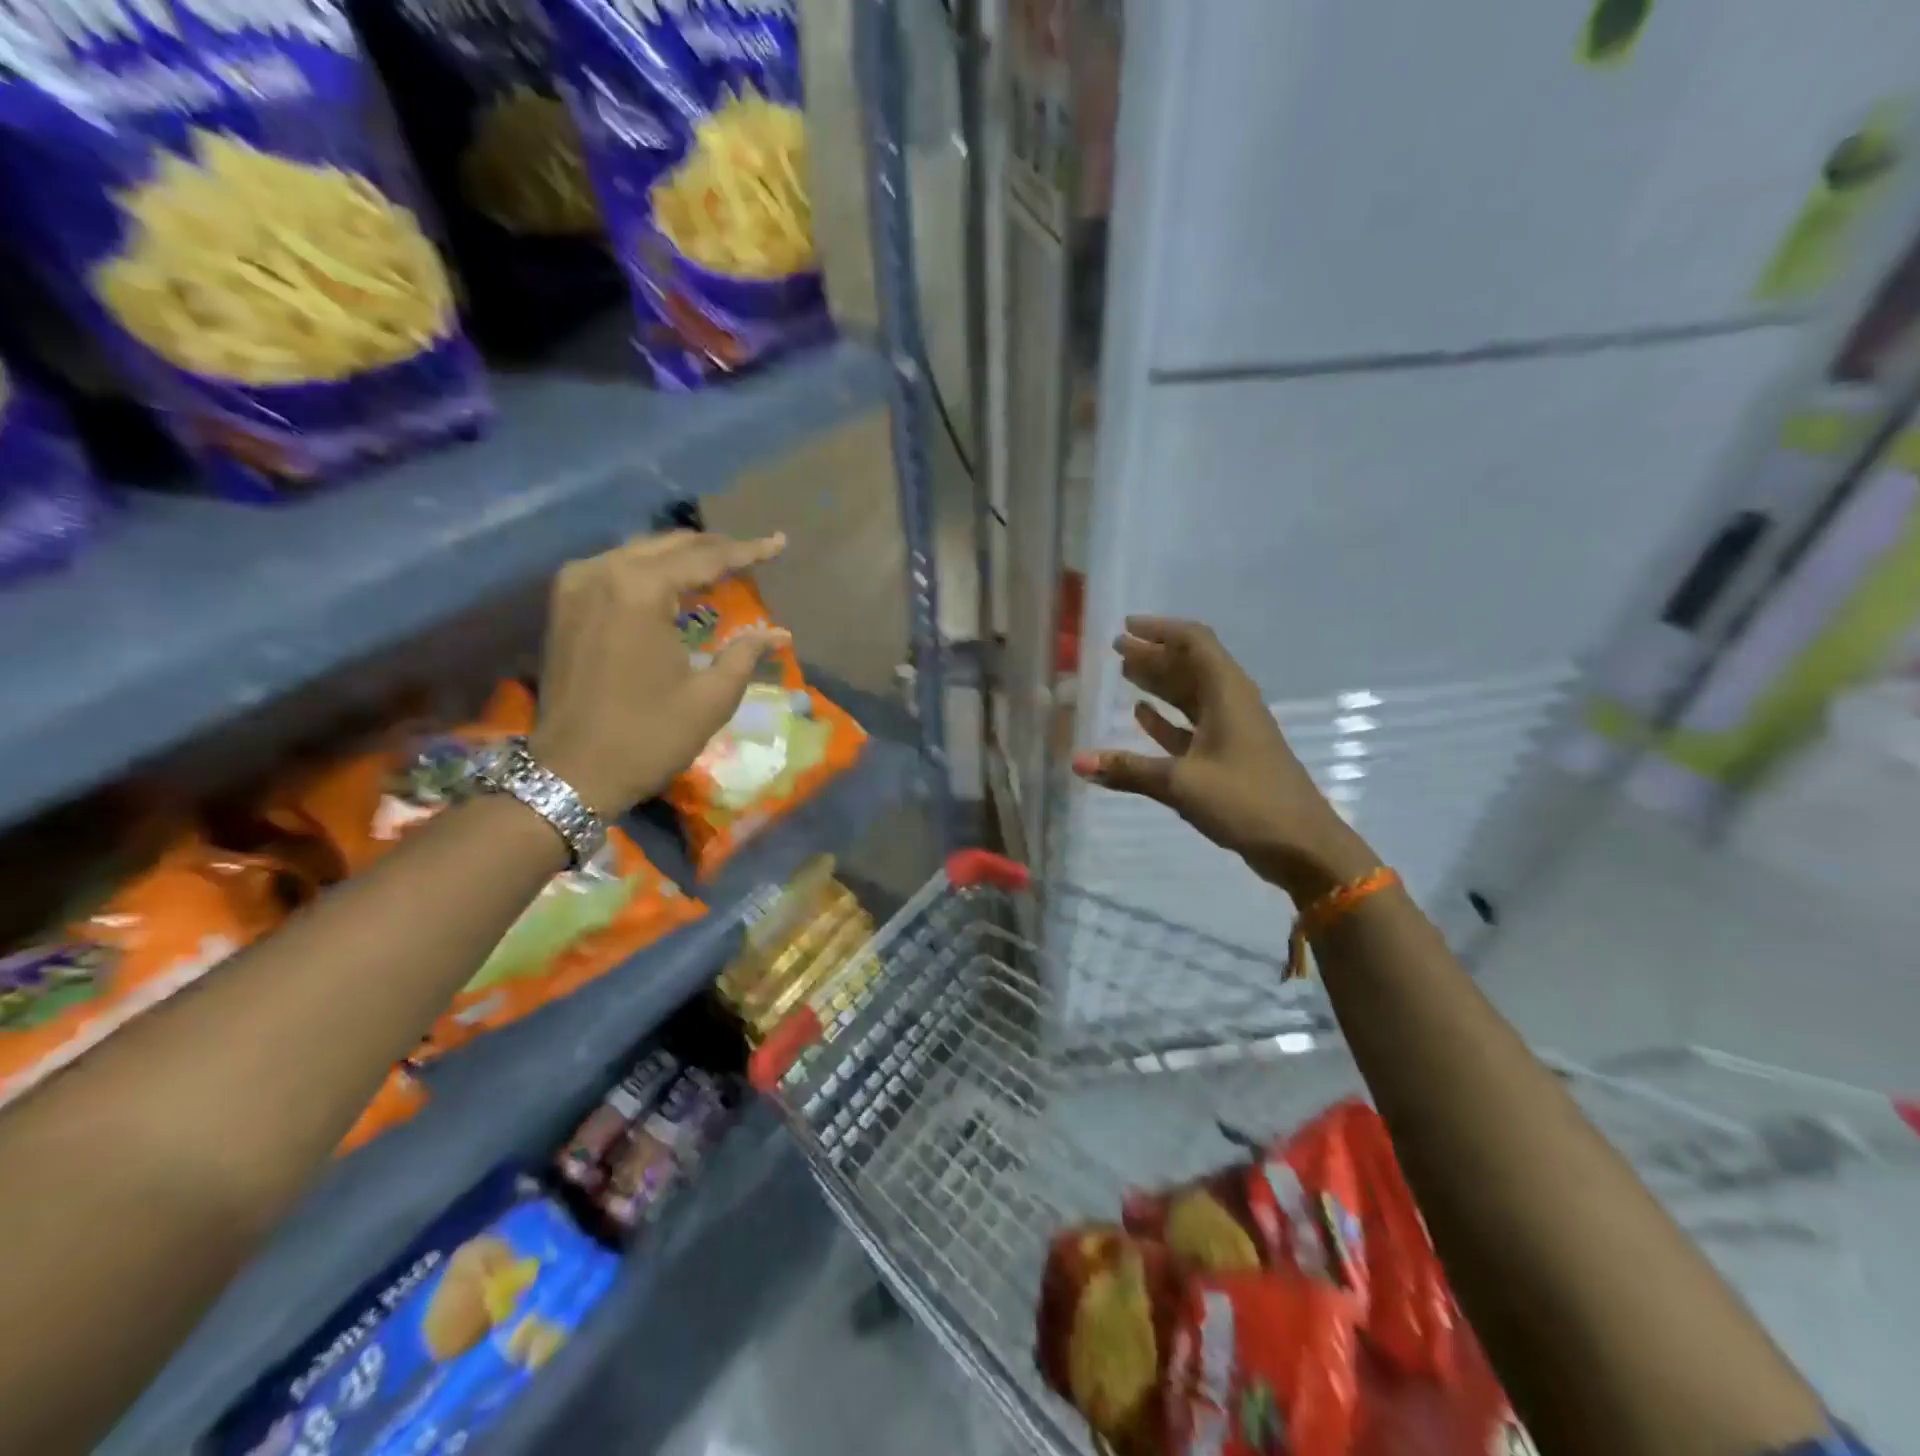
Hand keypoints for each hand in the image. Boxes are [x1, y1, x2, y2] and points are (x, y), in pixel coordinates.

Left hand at [530, 531, 789, 816]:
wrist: (572, 773)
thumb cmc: (648, 736)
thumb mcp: (710, 698)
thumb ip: (745, 654)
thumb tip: (780, 634)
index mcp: (638, 590)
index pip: (704, 558)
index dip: (747, 551)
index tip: (779, 542)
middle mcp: (602, 572)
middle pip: (670, 546)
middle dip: (715, 548)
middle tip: (753, 553)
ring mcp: (576, 585)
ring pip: (641, 553)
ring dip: (682, 558)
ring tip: (721, 565)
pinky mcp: (564, 604)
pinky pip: (617, 569)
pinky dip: (652, 571)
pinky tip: (675, 583)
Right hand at [1071, 617, 1377, 901]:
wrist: (1301, 845)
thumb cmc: (1245, 801)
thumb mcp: (1182, 782)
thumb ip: (1129, 770)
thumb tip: (1077, 762)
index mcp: (1227, 694)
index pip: (1194, 642)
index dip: (1160, 630)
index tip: (1126, 627)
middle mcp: (1231, 703)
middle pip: (1190, 666)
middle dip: (1154, 655)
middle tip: (1117, 649)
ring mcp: (1232, 731)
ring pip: (1191, 696)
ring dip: (1160, 683)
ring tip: (1124, 672)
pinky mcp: (1229, 757)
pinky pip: (1192, 726)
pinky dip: (1168, 718)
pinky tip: (1142, 715)